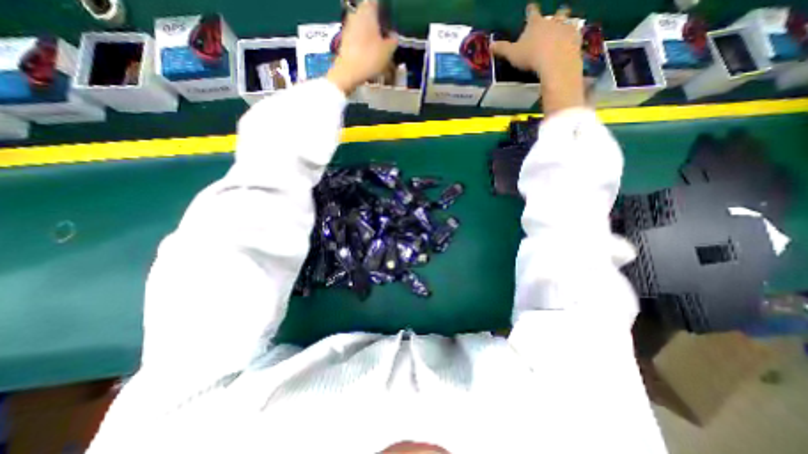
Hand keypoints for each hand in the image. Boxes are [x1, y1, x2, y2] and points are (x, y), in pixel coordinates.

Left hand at [324, 0, 396, 93]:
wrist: (348, 72)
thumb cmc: (370, 57)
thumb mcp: (388, 51)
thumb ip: (393, 40)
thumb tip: (393, 36)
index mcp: (368, 10)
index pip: (377, 3)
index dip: (385, 11)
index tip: (391, 21)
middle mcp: (356, 13)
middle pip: (370, 14)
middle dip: (379, 25)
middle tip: (388, 37)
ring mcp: (348, 26)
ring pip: (364, 27)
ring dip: (372, 35)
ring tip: (380, 48)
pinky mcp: (345, 40)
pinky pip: (358, 37)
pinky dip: (365, 44)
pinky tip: (370, 54)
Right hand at [493, 4, 588, 113]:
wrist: (555, 61)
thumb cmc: (531, 56)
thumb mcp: (512, 54)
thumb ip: (502, 49)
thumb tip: (490, 45)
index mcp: (535, 24)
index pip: (532, 13)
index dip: (531, 10)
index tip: (530, 6)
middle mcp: (552, 21)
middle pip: (555, 14)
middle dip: (556, 14)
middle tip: (557, 14)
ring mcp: (565, 28)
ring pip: (568, 21)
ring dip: (566, 24)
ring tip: (566, 27)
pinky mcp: (575, 38)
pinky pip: (576, 34)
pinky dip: (573, 37)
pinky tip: (572, 41)